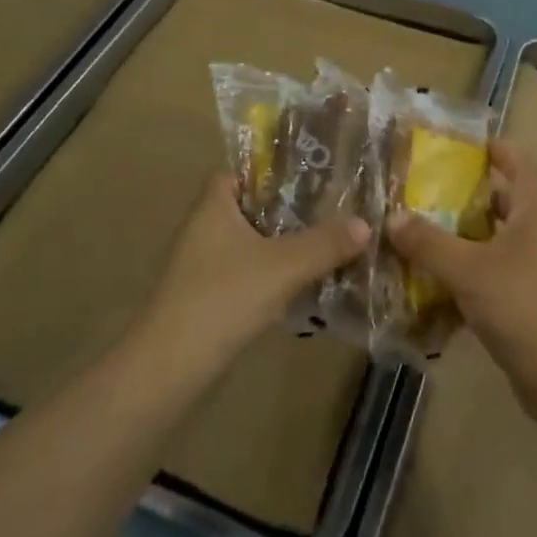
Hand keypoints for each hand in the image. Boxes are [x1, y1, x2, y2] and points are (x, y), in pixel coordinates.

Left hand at [143, 174, 369, 363]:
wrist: (170, 368)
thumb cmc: (222, 299)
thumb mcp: (283, 266)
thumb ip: (325, 243)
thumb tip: (366, 223)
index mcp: (214, 205)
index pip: (245, 170)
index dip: (277, 168)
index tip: (315, 172)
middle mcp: (205, 226)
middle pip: (254, 205)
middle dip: (292, 207)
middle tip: (335, 205)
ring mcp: (205, 263)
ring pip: (254, 240)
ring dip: (286, 241)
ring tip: (331, 239)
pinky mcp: (210, 294)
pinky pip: (250, 269)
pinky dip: (275, 270)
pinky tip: (307, 279)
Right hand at [386, 143, 536, 401]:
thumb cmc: (523, 305)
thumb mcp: (469, 269)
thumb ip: (429, 243)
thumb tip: (393, 218)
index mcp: (530, 215)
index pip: (520, 165)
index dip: (498, 149)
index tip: (464, 145)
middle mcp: (533, 238)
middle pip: (499, 205)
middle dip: (463, 198)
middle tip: (421, 194)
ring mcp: (529, 274)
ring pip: (488, 245)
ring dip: (456, 241)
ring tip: (414, 238)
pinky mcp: (520, 307)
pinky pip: (484, 282)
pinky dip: (459, 281)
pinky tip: (426, 290)